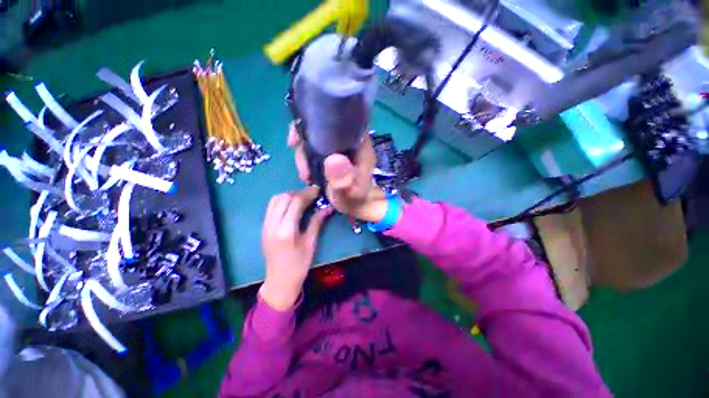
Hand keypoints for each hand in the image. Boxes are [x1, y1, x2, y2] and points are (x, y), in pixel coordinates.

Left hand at [260, 186, 331, 310]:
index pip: (295, 202)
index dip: (307, 193)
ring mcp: (265, 226)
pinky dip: (282, 201)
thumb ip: (317, 222)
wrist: (280, 281)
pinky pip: (271, 207)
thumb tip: (327, 208)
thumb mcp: (311, 243)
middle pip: (283, 198)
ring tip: (302, 198)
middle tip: (311, 195)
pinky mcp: (264, 227)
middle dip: (298, 192)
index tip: (317, 190)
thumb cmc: (299, 264)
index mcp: (286, 230)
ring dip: (289, 195)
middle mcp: (272, 225)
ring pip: (274, 200)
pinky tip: (292, 205)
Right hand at [288, 123, 387, 221]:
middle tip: (303, 169)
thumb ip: (343, 179)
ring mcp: (339, 146)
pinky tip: (306, 172)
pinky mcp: (332, 154)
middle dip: (305, 144)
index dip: (314, 123)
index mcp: (359, 142)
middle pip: (321, 128)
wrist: (357, 206)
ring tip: (305, 175)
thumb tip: (333, 160)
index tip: (297, 139)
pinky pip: (315, 149)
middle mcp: (348, 139)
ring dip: (304, 155)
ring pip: (315, 139)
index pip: (335, 120)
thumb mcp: (350, 191)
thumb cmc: (356, 198)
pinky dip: (306, 158)